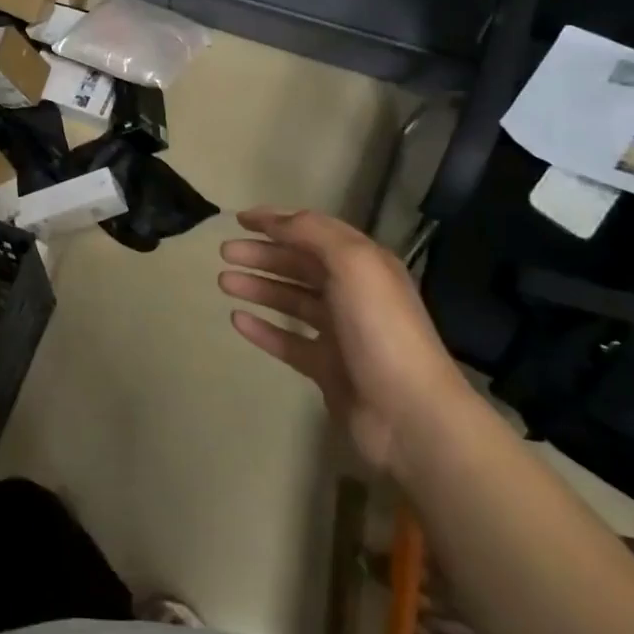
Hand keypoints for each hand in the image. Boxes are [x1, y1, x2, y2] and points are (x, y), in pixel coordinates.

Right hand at [219, 208, 466, 473]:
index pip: (315, 231)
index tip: (240, 219)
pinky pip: (288, 341)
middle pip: (299, 265)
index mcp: (364, 264)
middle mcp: (353, 293)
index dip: (278, 221)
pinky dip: (262, 329)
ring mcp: (340, 333)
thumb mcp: (352, 263)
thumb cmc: (380, 328)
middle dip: (262, 254)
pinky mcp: (327, 368)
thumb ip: (311, 233)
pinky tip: (236, 320)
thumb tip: (274, 220)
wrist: (409, 413)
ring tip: (224, 282)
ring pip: (291, 301)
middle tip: (225, 253)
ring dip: (258, 287)